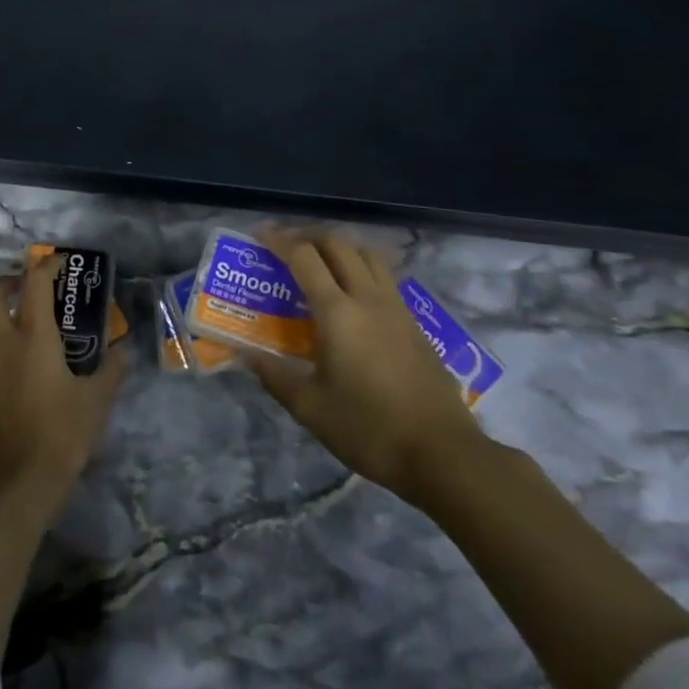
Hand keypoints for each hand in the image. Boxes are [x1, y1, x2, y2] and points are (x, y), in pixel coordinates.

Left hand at [0, 259, 126, 524]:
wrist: (14, 487)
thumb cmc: (61, 436)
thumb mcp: (97, 402)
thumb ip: (112, 370)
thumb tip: (125, 349)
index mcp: (34, 338)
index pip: (35, 284)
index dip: (46, 266)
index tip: (57, 263)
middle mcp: (0, 345)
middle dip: (6, 285)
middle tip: (24, 293)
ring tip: (11, 338)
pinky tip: (4, 388)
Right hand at [252, 228, 487, 506]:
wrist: (443, 453)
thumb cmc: (368, 429)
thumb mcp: (310, 408)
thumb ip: (275, 376)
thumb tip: (246, 354)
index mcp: (338, 312)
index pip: (304, 257)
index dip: (279, 240)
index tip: (260, 234)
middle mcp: (368, 298)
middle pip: (339, 244)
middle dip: (309, 236)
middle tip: (287, 246)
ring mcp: (397, 308)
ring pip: (368, 255)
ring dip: (341, 247)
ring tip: (320, 260)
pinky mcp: (415, 323)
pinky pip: (385, 277)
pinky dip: (362, 268)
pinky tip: (352, 294)